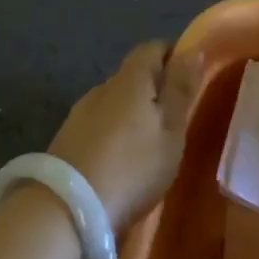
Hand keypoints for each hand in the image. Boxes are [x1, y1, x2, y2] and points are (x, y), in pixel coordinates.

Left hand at [48, 42, 197, 229]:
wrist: (66, 209)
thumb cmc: (132, 167)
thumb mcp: (170, 130)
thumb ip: (180, 89)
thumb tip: (193, 48)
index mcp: (129, 80)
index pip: (151, 48)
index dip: (172, 56)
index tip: (188, 78)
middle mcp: (101, 88)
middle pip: (131, 76)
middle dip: (153, 89)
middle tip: (174, 118)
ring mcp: (78, 114)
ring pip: (113, 103)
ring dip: (131, 114)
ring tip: (148, 145)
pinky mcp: (65, 140)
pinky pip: (97, 126)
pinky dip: (113, 135)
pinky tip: (120, 161)